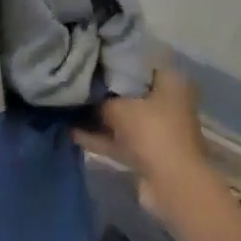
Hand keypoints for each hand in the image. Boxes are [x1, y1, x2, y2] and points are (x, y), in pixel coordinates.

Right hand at [75, 68, 207, 184]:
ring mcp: (159, 129)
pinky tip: (72, 132)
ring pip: (125, 117)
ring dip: (100, 117)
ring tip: (68, 107)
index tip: (91, 58)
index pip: (140, 62)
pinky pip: (121, 139)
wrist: (172, 182)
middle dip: (105, 90)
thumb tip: (87, 97)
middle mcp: (169, 102)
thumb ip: (100, 99)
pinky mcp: (149, 152)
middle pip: (132, 91)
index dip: (114, 60)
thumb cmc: (151, 131)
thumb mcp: (118, 107)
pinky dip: (101, 137)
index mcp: (171, 81)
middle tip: (77, 83)